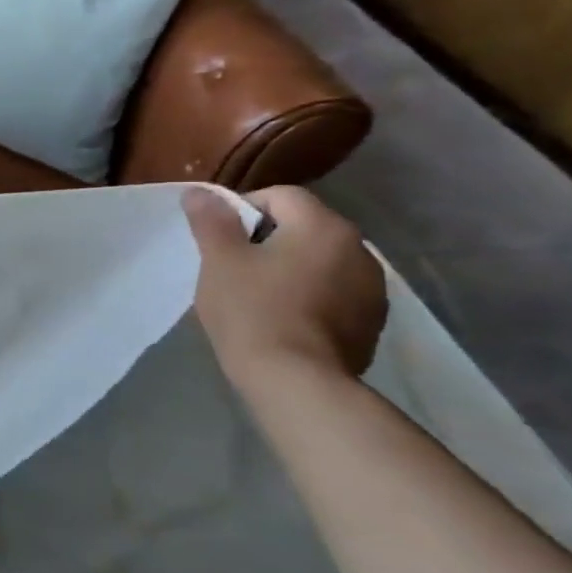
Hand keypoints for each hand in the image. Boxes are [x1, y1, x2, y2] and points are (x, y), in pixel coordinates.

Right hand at [182, 185, 387, 388]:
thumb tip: (199, 191)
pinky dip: (311, 296)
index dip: (242, 210)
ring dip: (292, 268)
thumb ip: (211, 221)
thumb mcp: (219, 261)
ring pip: (321, 261)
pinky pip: (335, 293)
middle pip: (304, 227)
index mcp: (323, 226)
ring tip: (259, 297)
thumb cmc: (252, 311)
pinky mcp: (371, 321)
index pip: (280, 196)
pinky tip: (285, 321)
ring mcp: (372, 288)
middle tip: (233, 269)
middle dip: (268, 240)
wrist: (296, 381)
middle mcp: (359, 248)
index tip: (219, 241)